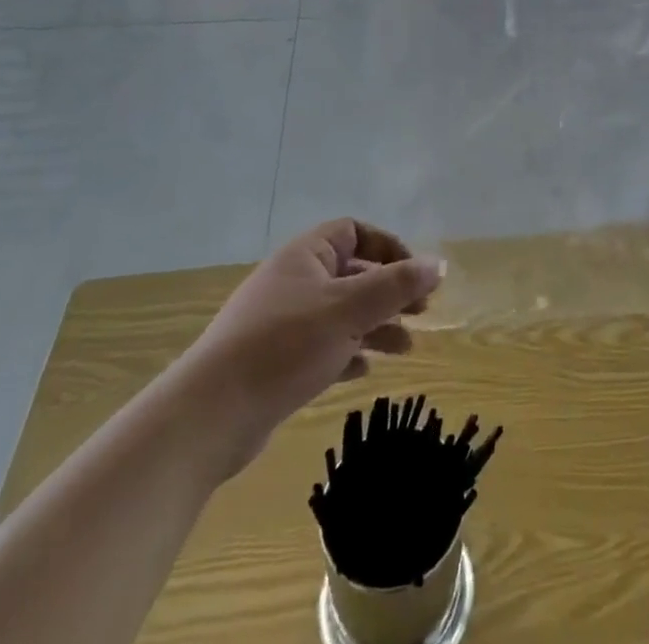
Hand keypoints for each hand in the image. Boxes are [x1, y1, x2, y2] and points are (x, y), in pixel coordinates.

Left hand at [175, 219, 443, 474]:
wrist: (209, 416)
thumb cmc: (285, 346)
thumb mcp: (349, 310)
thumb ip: (397, 286)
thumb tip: (439, 264)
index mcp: (306, 255)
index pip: (355, 232)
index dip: (388, 248)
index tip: (414, 275)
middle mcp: (293, 281)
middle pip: (352, 274)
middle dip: (388, 292)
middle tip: (421, 314)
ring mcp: (281, 323)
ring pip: (340, 313)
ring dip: (375, 326)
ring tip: (405, 349)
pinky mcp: (274, 363)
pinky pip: (321, 346)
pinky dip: (347, 354)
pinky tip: (364, 372)